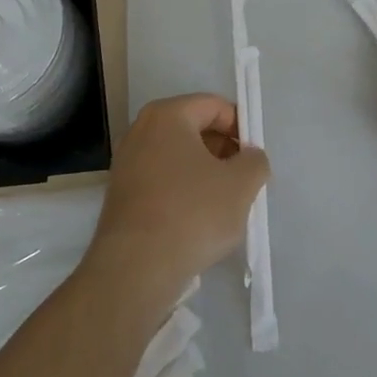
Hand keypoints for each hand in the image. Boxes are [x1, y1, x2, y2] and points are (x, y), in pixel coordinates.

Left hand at [86, 94, 269, 308]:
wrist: (134, 270)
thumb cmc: (192, 214)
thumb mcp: (241, 184)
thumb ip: (255, 161)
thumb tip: (249, 157)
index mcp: (168, 115)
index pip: (214, 106)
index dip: (241, 128)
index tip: (255, 158)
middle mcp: (141, 130)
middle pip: (194, 129)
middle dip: (223, 151)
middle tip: (243, 181)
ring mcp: (126, 162)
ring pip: (178, 157)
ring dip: (204, 173)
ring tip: (224, 204)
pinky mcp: (121, 194)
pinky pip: (162, 180)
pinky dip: (183, 191)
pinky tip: (197, 220)